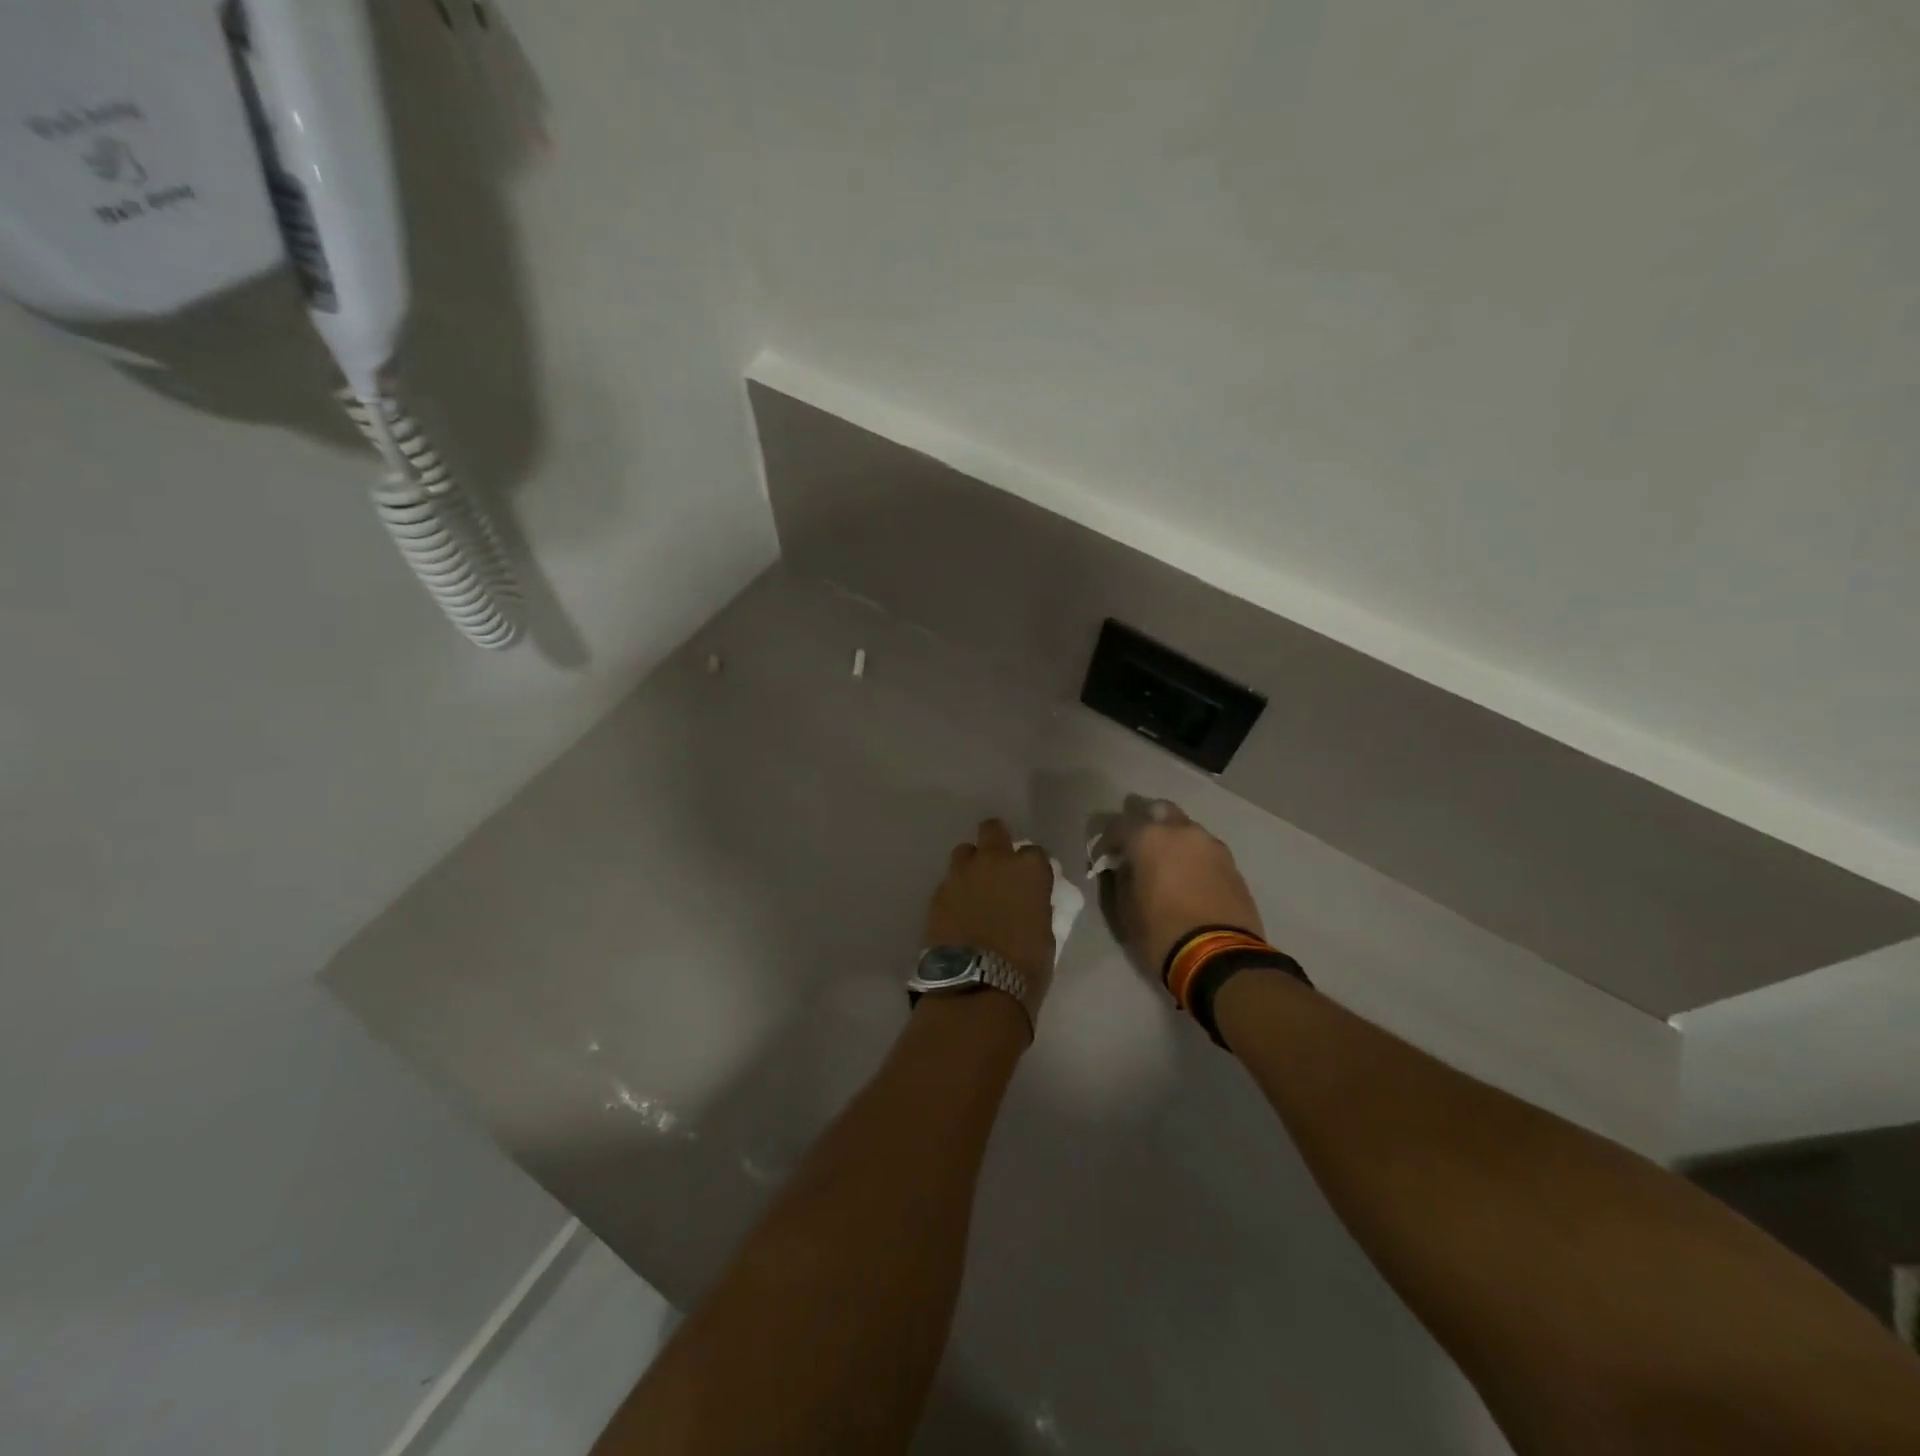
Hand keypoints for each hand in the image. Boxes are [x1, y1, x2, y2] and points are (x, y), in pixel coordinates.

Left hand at [924, 819, 1057, 1014]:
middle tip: (998, 866)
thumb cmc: (1024, 966)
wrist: (975, 987)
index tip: (1031, 882)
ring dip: (971, 865)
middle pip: (993, 830)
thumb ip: (1035, 907)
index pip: (1034, 852)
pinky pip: (948, 883)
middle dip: (996, 841)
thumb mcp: (1044, 934)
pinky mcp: (937, 894)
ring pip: (965, 852)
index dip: (1032, 866)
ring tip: (974, 890)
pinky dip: (955, 892)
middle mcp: (994, 861)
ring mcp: (961, 875)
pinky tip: (958, 913)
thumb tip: (1028, 903)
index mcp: (1029, 869)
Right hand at [1091, 796, 1264, 978]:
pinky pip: (1203, 848)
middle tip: (1134, 844)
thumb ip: (1119, 878)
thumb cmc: (1161, 933)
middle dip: (1143, 821)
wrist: (1220, 958)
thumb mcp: (1124, 910)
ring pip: (1185, 827)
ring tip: (1164, 861)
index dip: (1105, 840)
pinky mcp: (1231, 863)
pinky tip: (1187, 875)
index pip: (1118, 824)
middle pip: (1158, 809)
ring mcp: (1210, 844)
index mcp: (1149, 838)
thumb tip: (1121, 866)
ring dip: (1171, 837)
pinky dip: (1191, 854)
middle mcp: (1181, 831)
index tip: (1101, 858)